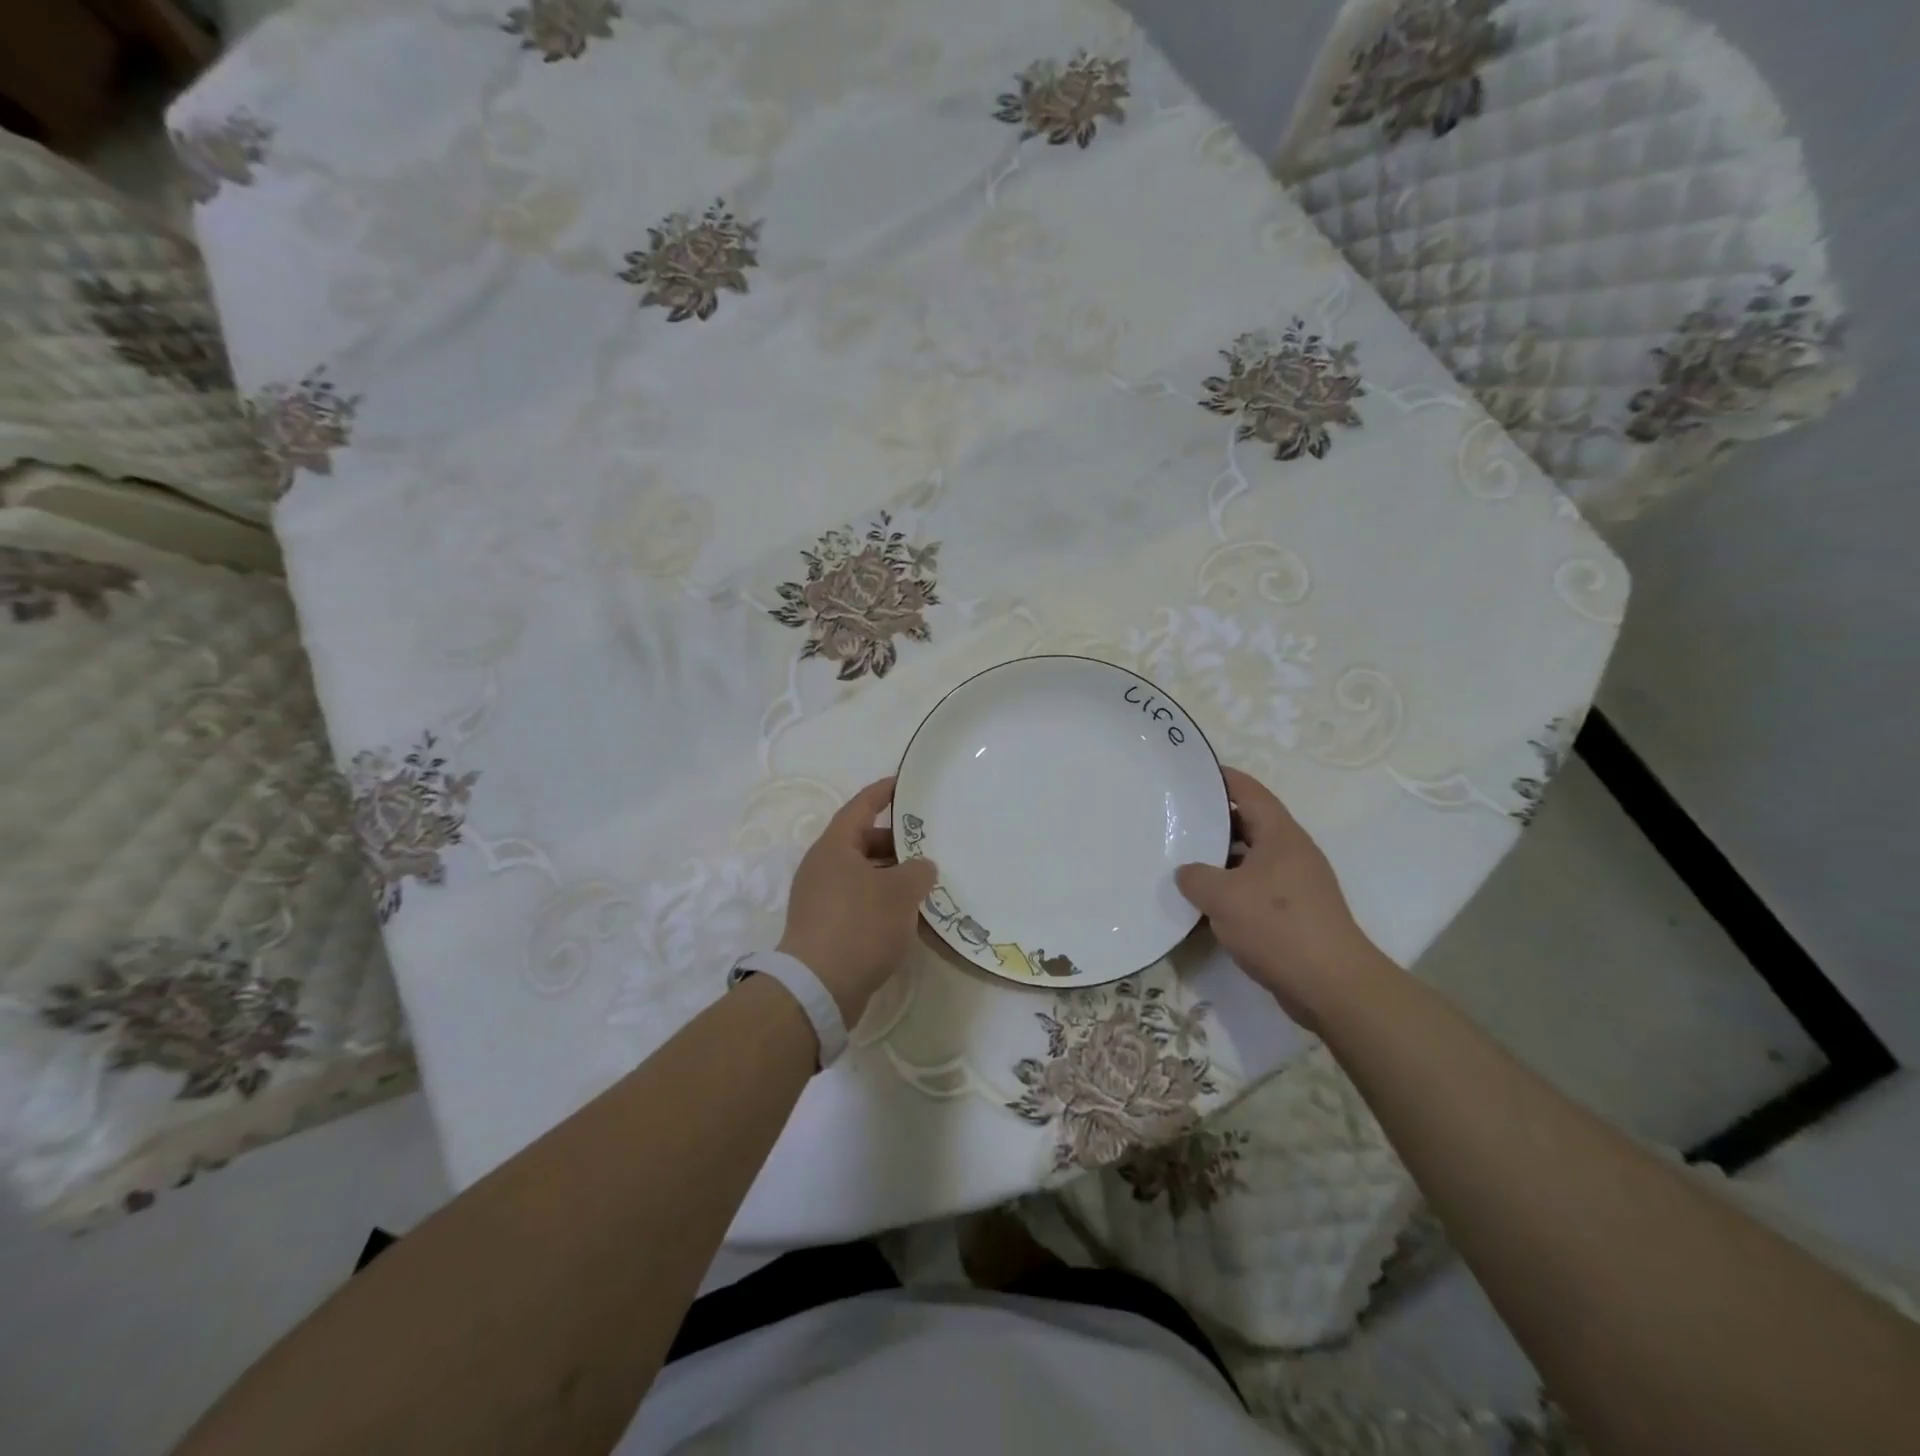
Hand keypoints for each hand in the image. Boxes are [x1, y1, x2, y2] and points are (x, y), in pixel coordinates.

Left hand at [779, 777, 938, 1023]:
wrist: (819, 987)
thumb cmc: (860, 925)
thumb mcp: (900, 892)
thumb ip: (918, 871)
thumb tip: (921, 867)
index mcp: (835, 847)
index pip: (861, 807)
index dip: (882, 792)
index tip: (903, 783)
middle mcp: (822, 867)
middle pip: (861, 842)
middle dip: (894, 841)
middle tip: (927, 842)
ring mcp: (820, 899)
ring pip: (862, 875)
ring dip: (891, 875)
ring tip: (924, 881)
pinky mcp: (824, 928)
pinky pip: (858, 902)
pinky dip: (882, 901)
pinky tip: (908, 915)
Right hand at [1176, 767, 1387, 1026]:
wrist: (1332, 986)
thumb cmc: (1278, 927)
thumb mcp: (1223, 897)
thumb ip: (1195, 877)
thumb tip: (1187, 872)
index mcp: (1281, 835)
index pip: (1249, 791)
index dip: (1221, 778)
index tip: (1191, 773)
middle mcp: (1292, 853)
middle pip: (1249, 823)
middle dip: (1215, 820)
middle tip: (1177, 819)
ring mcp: (1296, 884)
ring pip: (1250, 859)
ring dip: (1220, 859)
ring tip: (1182, 860)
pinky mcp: (1295, 913)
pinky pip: (1256, 888)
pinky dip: (1231, 889)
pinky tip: (1205, 903)